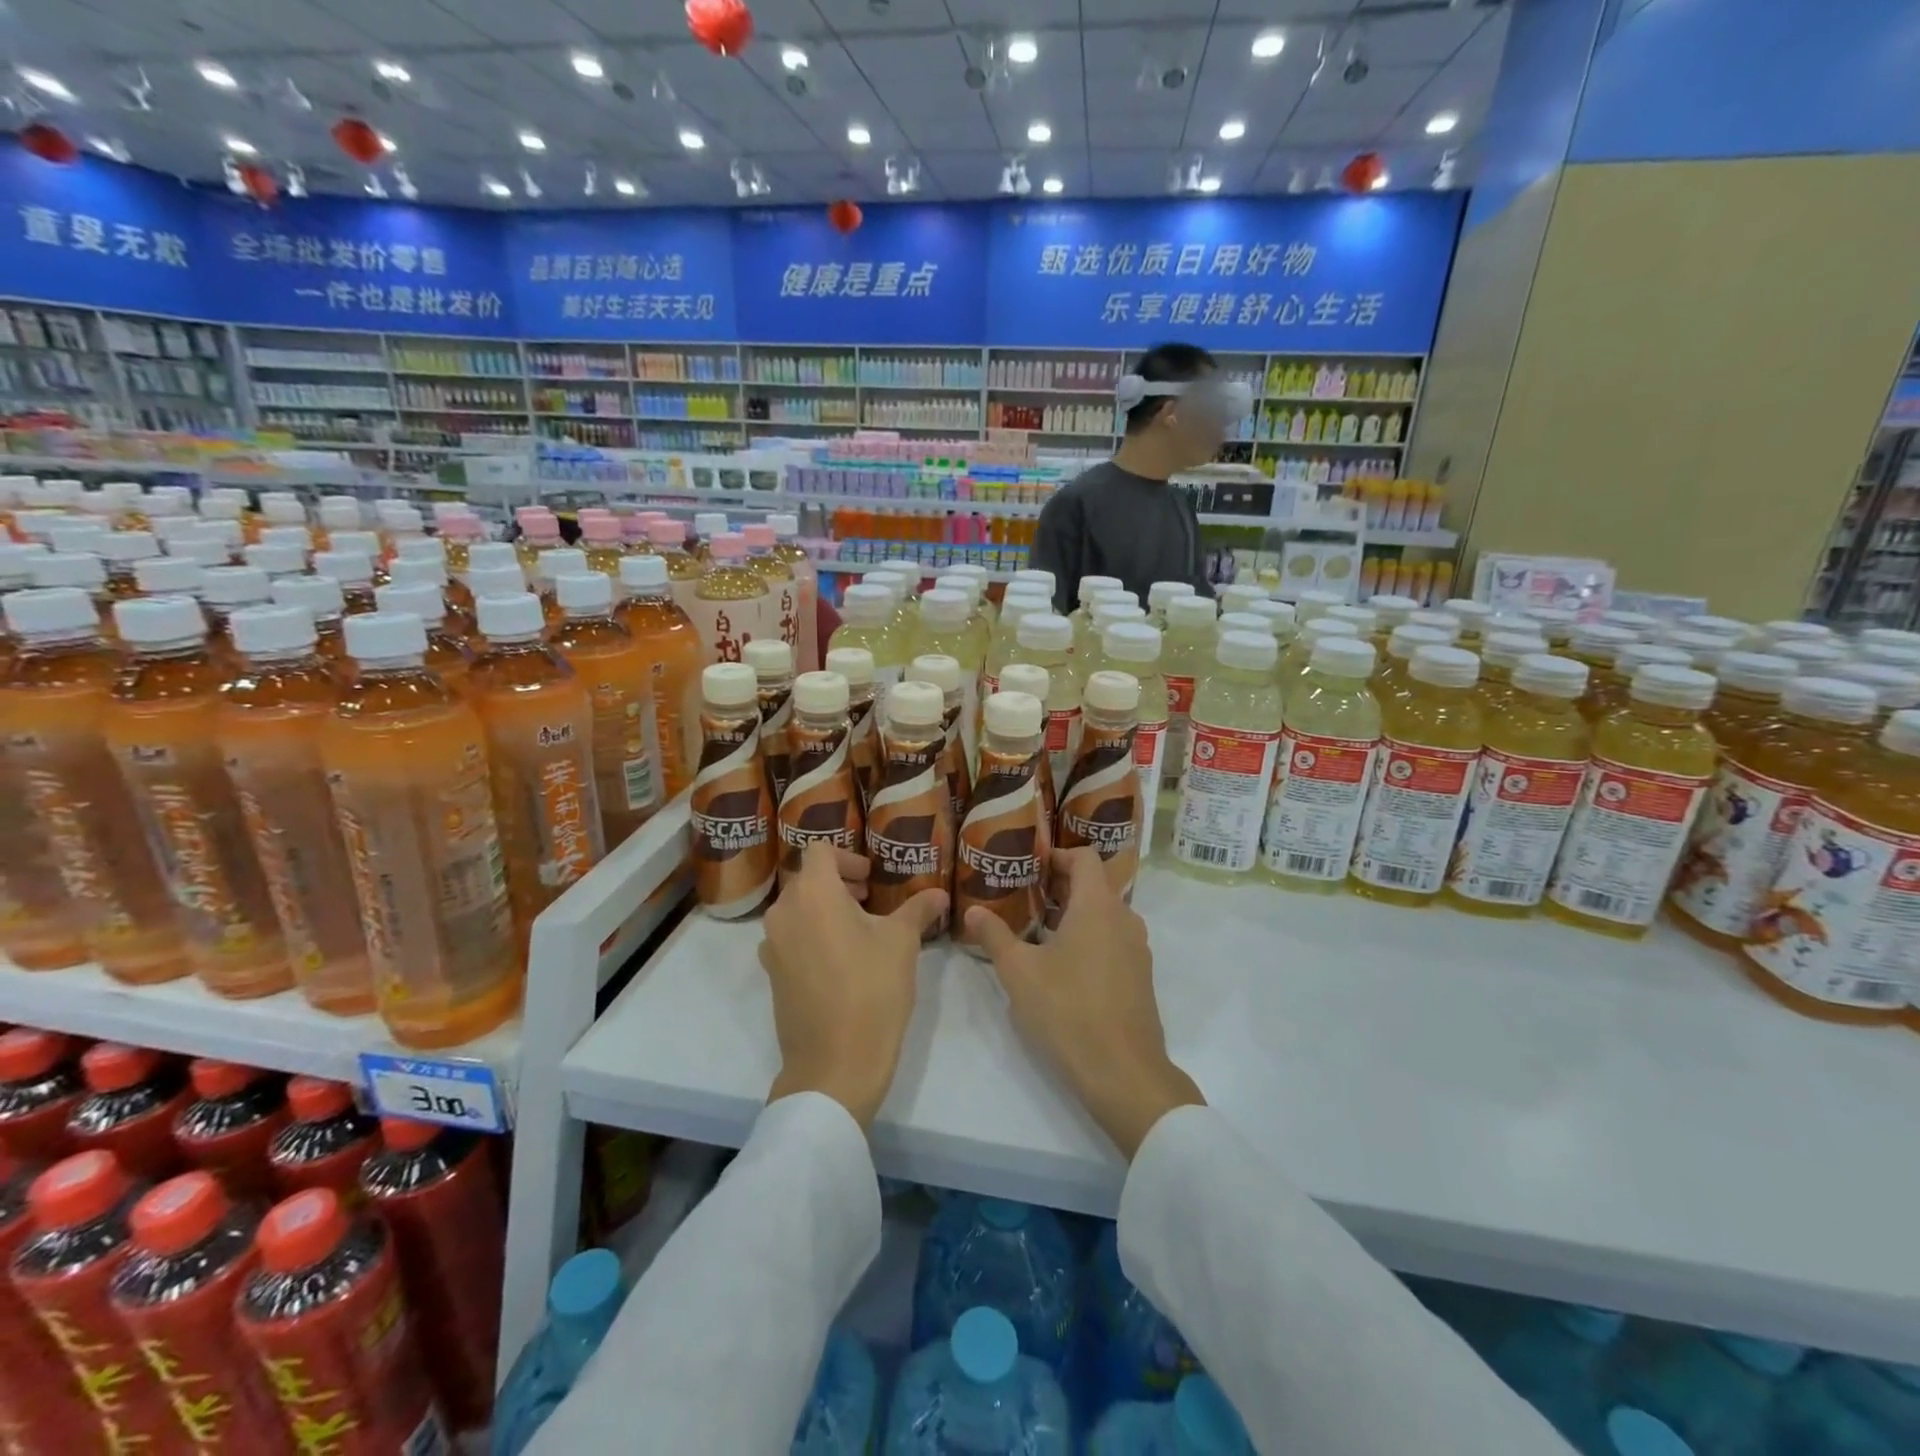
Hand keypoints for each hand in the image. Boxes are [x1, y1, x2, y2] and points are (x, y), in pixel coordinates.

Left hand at [759, 842, 948, 1128]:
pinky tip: (841, 962)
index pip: (820, 851)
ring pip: (797, 910)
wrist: (835, 1064)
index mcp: (813, 893)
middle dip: (839, 884)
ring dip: (825, 910)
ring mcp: (772, 945)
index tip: (871, 880)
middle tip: (871, 901)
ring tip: (859, 932)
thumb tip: (939, 894)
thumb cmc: (872, 990)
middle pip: (807, 880)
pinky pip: (791, 939)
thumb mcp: (902, 943)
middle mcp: (784, 912)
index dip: (848, 858)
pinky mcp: (771, 974)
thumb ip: (918, 909)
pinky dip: (812, 936)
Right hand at [966, 848, 1202, 1159]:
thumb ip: (994, 936)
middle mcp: (1124, 918)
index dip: (1057, 854)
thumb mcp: (1019, 972)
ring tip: (1037, 928)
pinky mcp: (1139, 976)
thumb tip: (972, 910)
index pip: (1084, 857)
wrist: (1124, 1072)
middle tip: (1023, 895)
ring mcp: (1137, 948)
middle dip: (1059, 885)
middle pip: (1094, 884)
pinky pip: (1113, 939)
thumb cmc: (1068, 1010)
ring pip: (1104, 914)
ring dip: (1073, 913)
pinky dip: (1089, 936)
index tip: (1029, 863)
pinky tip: (1062, 964)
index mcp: (1097, 905)